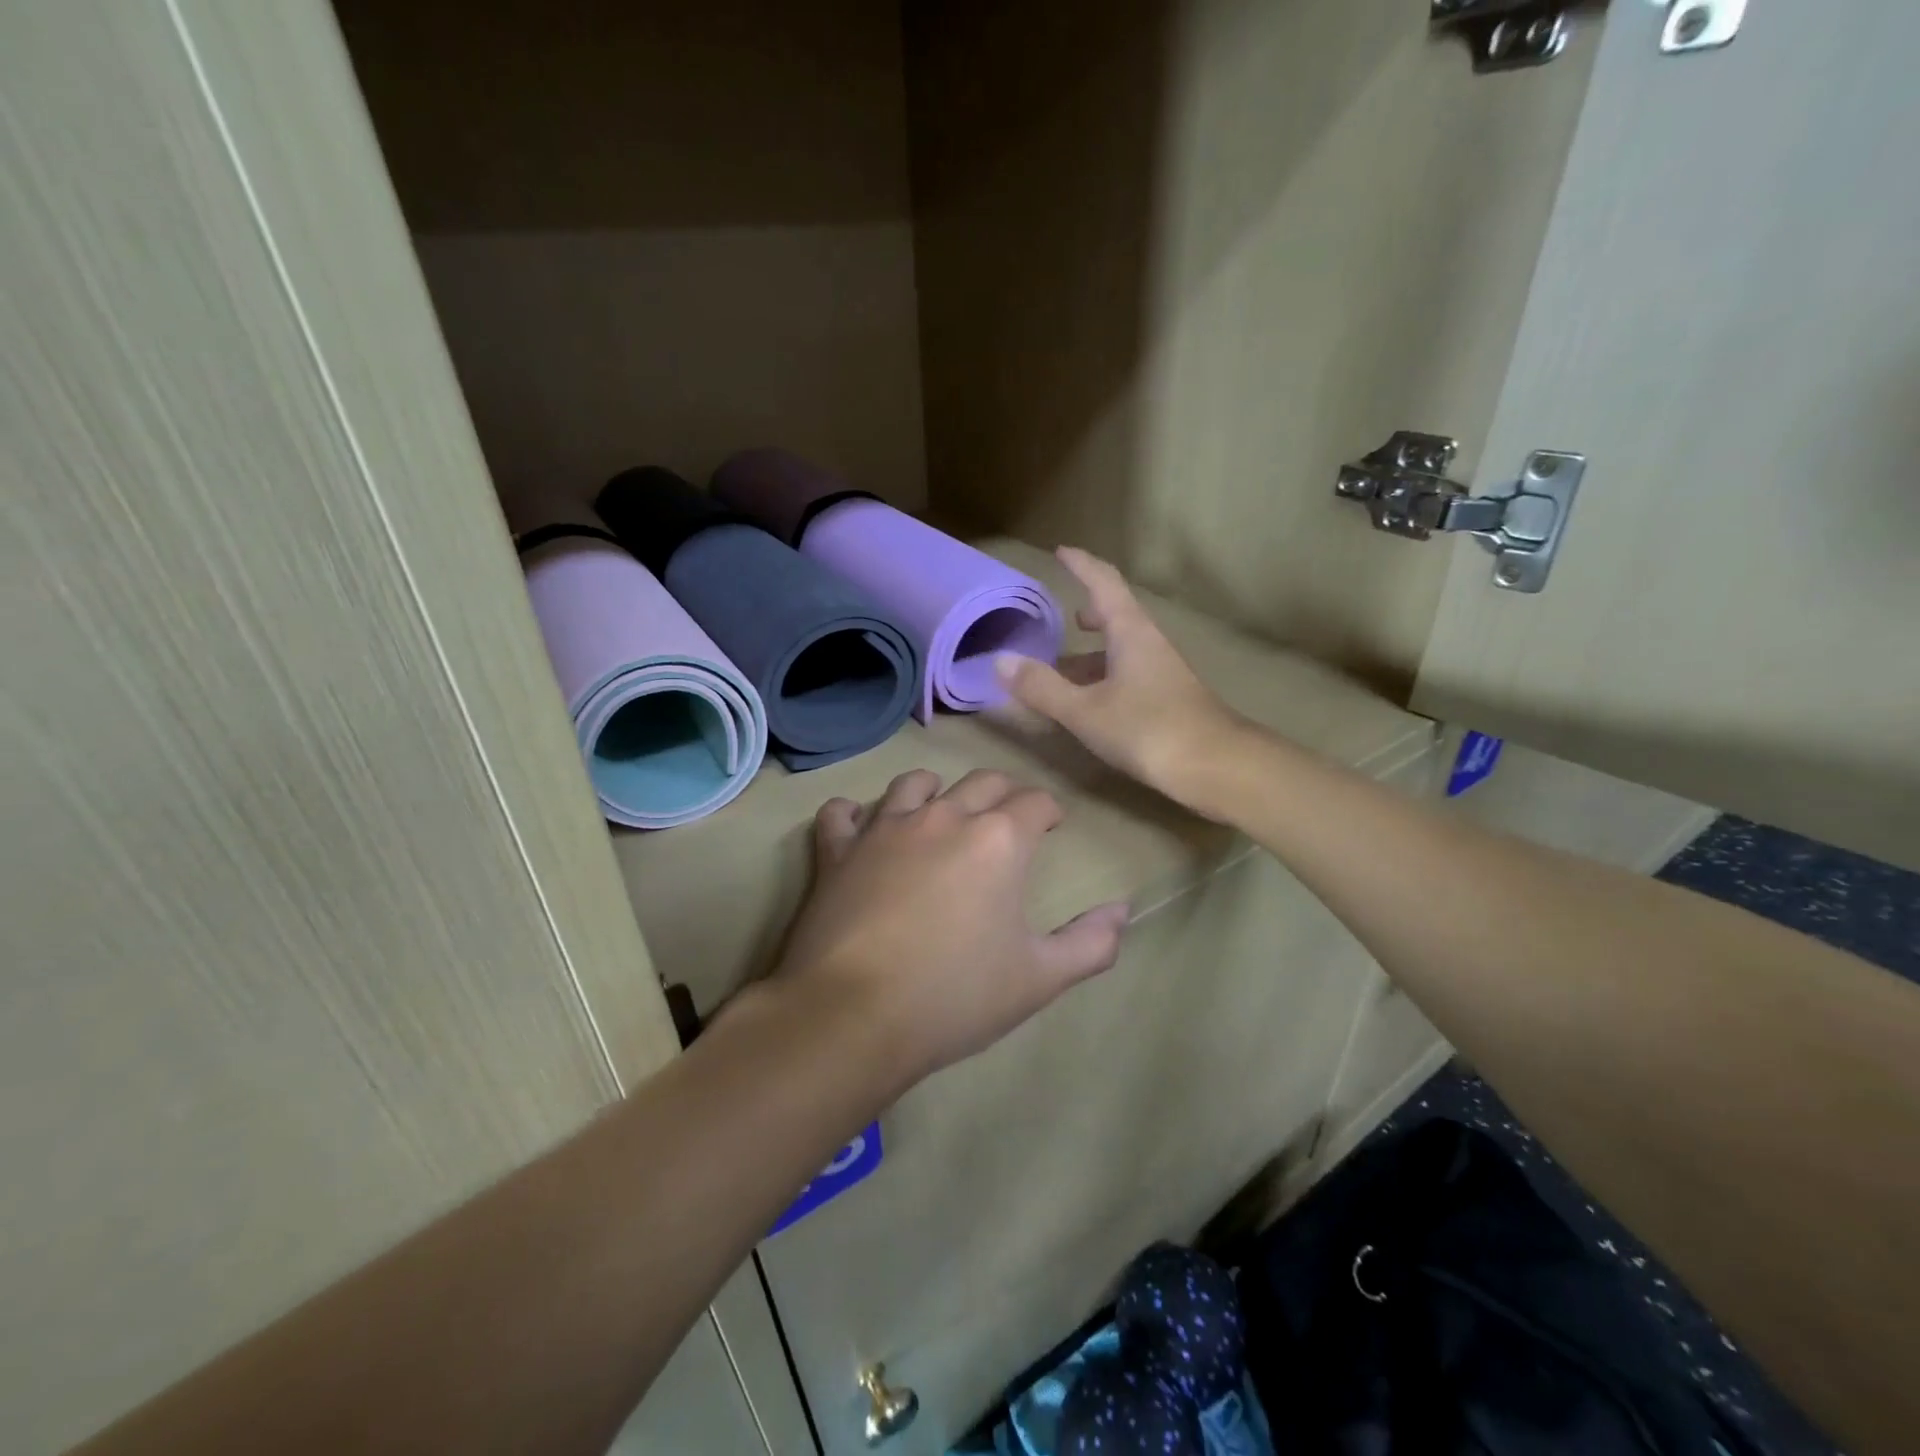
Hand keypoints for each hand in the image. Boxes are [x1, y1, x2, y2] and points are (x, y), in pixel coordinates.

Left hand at [775, 768, 1130, 1086]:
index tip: (1053, 824)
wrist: (854, 1015)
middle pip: (982, 781)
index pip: (1035, 802)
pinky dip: (853, 814)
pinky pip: (841, 813)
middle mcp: (944, 817)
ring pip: (915, 784)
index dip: (1049, 810)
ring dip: (934, 791)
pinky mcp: (838, 850)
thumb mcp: (1039, 979)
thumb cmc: (955, 996)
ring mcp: (885, 828)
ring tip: (940, 812)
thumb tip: (1122, 912)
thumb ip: (1090, 943)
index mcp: (998, 840)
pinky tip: (859, 826)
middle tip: (1008, 816)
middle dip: (1004, 793)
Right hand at [995, 547, 1244, 809]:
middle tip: (1063, 618)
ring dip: (1092, 652)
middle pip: (1116, 614)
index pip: (1103, 582)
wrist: (1216, 767)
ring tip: (1062, 667)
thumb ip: (1042, 686)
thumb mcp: (1085, 710)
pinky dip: (1102, 678)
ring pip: (1121, 649)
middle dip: (1088, 611)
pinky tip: (1088, 702)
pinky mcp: (1167, 698)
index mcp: (1130, 631)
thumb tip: (1000, 660)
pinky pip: (1127, 674)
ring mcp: (1161, 671)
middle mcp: (1148, 643)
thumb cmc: (1148, 729)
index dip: (1081, 564)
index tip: (1060, 551)